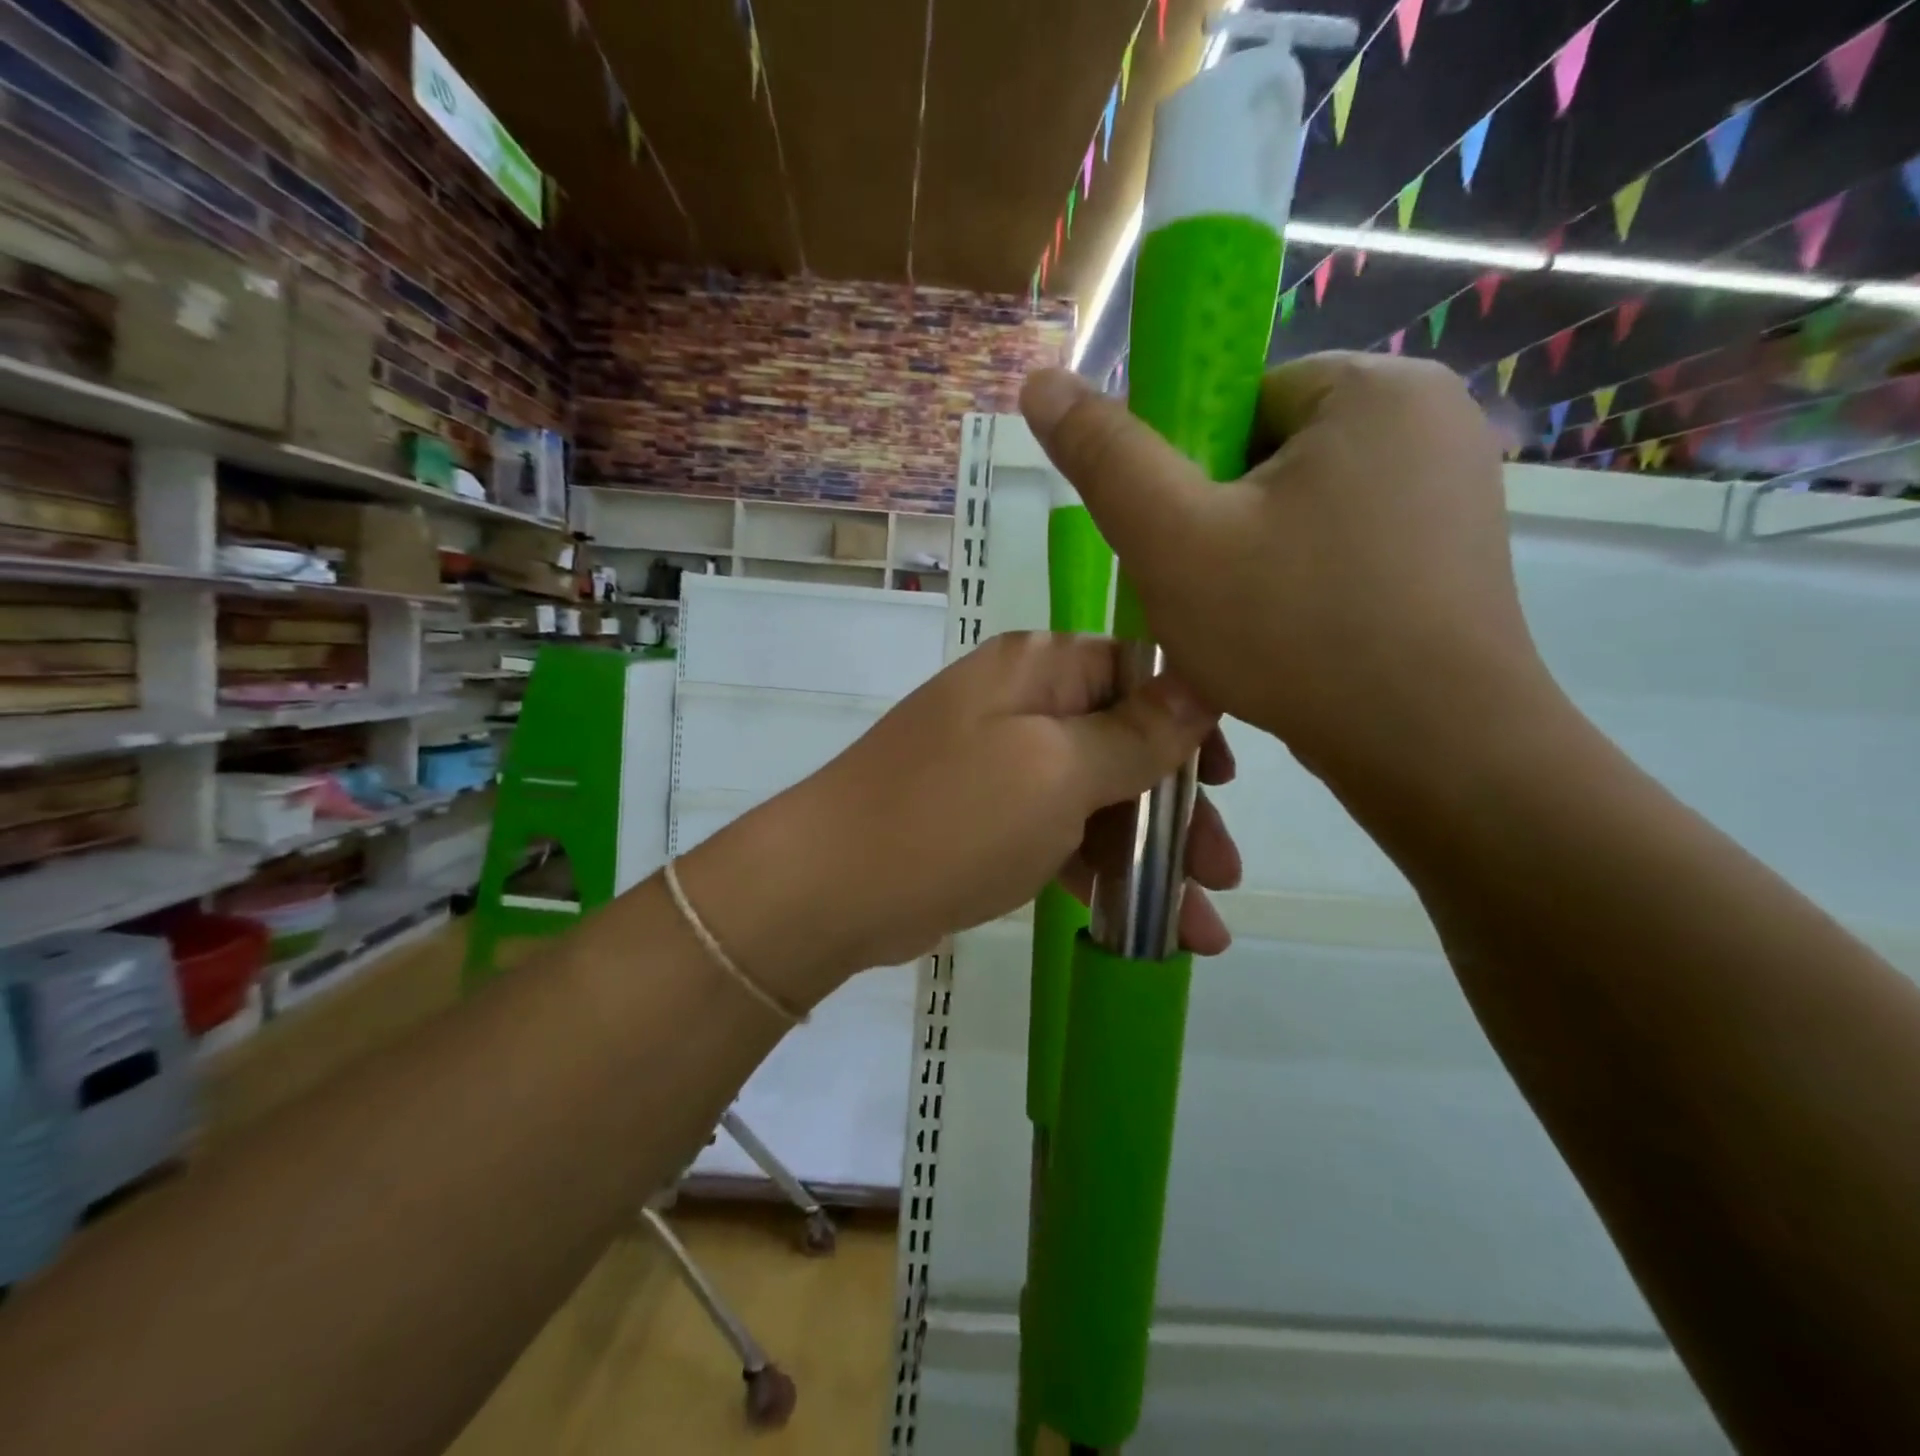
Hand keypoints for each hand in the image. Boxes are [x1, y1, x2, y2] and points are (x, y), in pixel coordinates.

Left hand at [680, 633, 1241, 1008]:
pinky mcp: (988, 822)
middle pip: (1124, 743)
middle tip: (1224, 874)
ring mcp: (1001, 767)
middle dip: (1178, 811)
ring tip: (1201, 928)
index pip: (1137, 670)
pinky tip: (1145, 925)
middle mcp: (1020, 706)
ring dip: (1150, 858)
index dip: (1190, 720)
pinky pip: (1062, 838)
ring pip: (1098, 800)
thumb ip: (1135, 733)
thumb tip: (1200, 682)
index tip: (1227, 779)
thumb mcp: (1057, 770)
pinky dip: (1101, 877)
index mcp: (1037, 669)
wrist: (832, 888)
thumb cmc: (953, 817)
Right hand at [1020, 355, 1558, 793]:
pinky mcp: (1454, 551)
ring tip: (1246, 625)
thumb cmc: (1295, 632)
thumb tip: (1042, 379)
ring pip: (1303, 505)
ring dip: (1256, 556)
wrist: (1435, 750)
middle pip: (1269, 452)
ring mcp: (1453, 488)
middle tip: (1205, 594)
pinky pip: (1345, 543)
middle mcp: (1430, 418)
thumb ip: (1105, 457)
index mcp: (1373, 387)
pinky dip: (1304, 580)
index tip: (1180, 543)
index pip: (1236, 400)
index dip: (1186, 473)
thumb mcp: (1174, 540)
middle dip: (1221, 520)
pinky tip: (1294, 637)